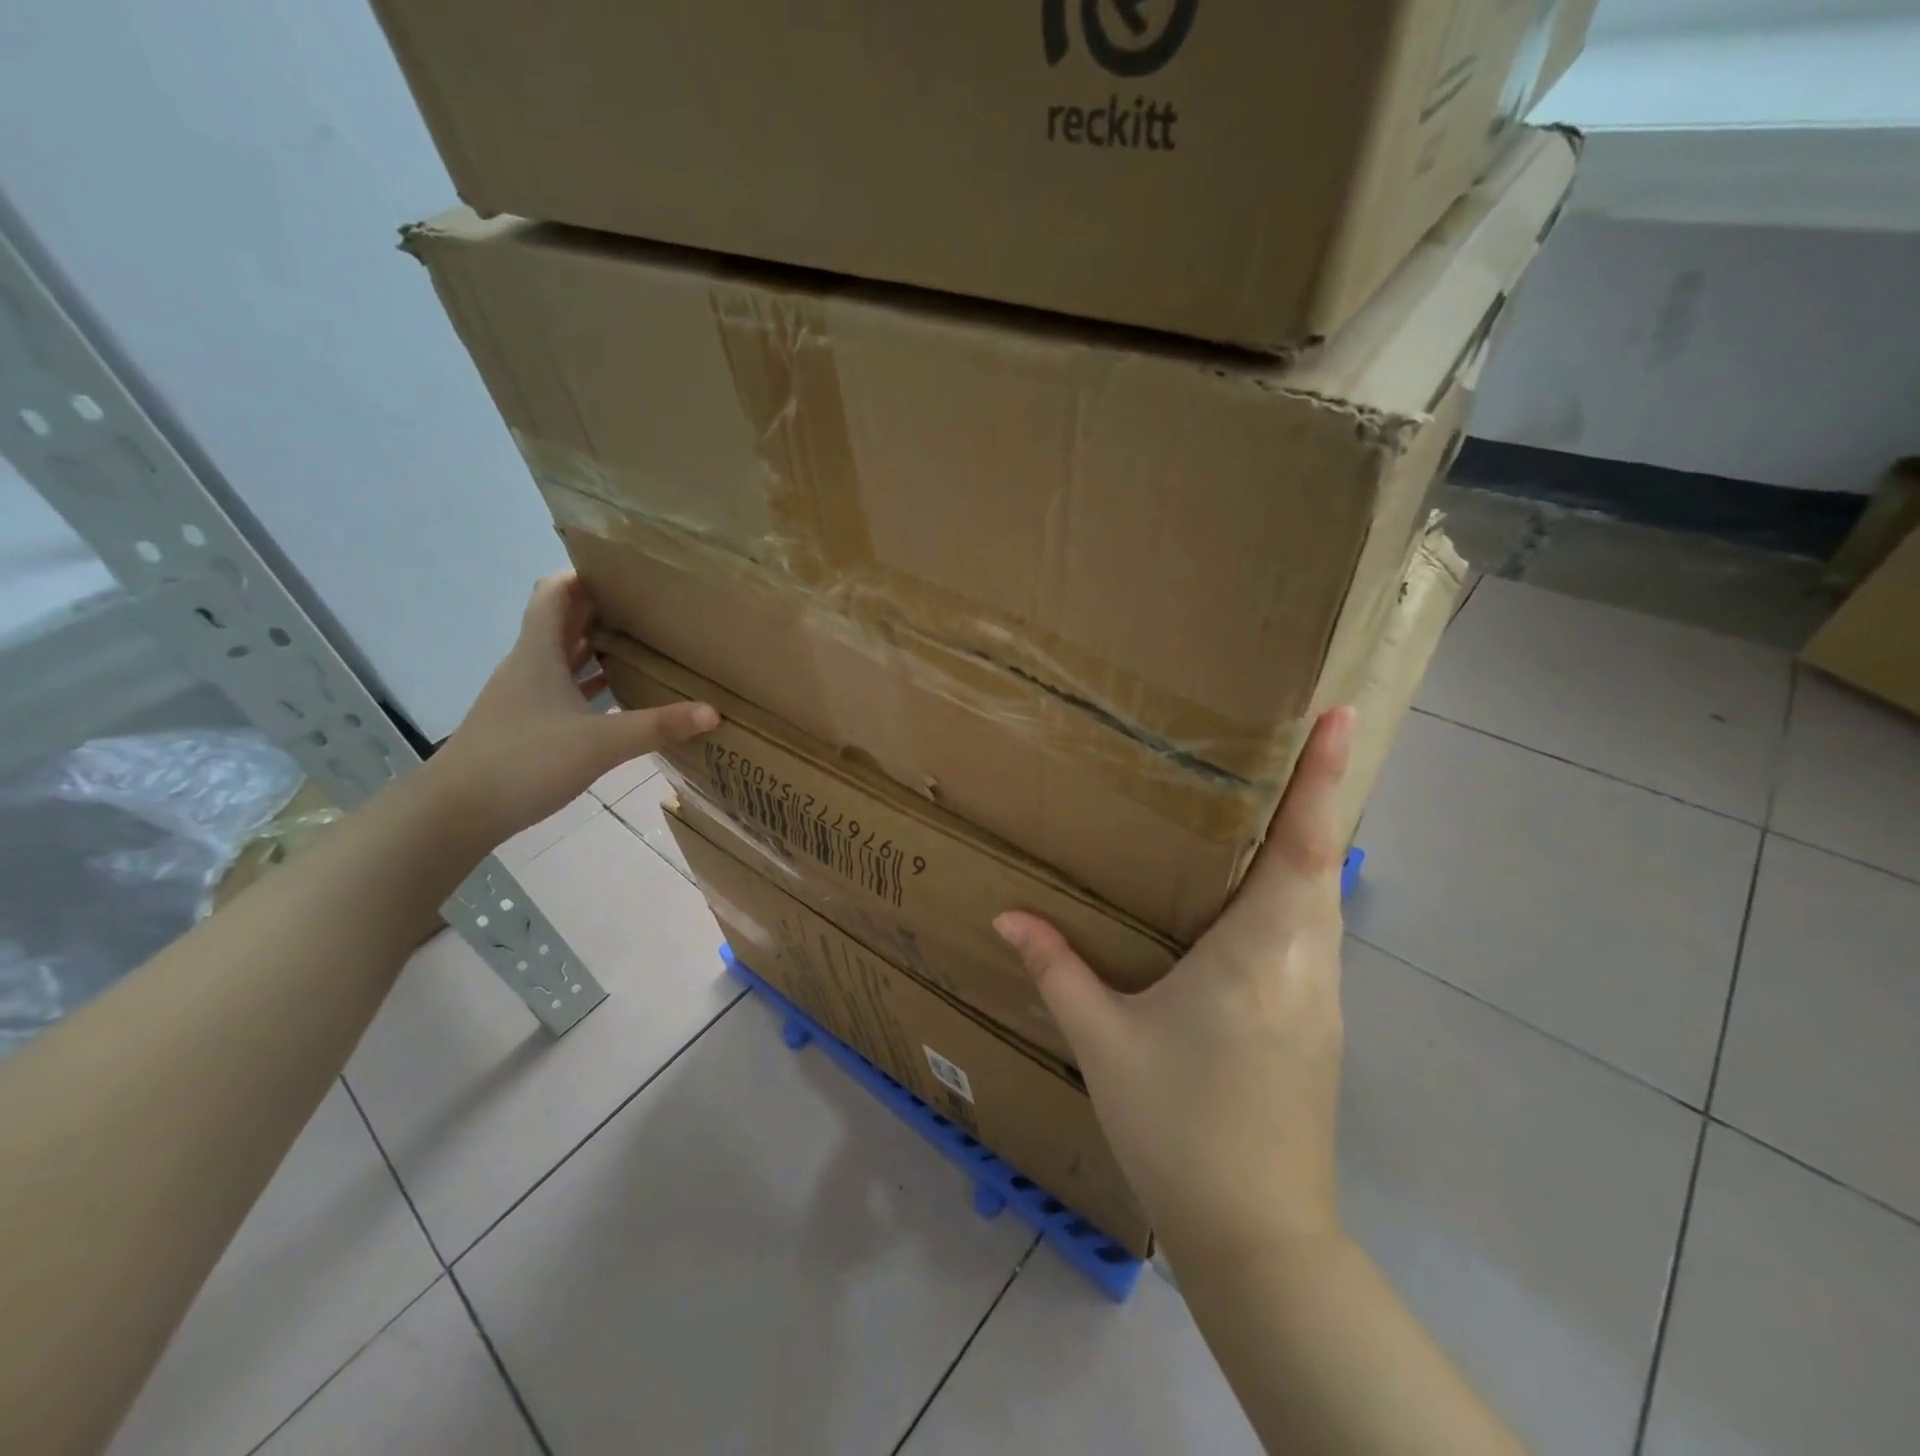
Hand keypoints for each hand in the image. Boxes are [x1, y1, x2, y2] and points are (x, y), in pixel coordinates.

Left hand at [428, 573, 719, 845]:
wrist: (456, 812)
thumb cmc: (525, 762)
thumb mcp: (600, 744)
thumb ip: (657, 725)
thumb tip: (712, 712)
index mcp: (538, 653)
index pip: (555, 592)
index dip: (585, 574)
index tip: (626, 571)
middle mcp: (528, 665)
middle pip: (561, 620)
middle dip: (601, 608)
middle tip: (650, 606)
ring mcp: (524, 695)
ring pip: (562, 655)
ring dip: (596, 645)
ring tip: (643, 643)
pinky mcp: (525, 723)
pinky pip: (562, 688)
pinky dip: (589, 683)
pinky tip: (618, 695)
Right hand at [994, 707, 1355, 1261]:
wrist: (1257, 1237)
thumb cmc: (1179, 1128)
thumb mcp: (1104, 1042)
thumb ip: (1057, 968)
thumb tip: (1007, 915)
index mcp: (1260, 954)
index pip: (1302, 848)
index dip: (1323, 779)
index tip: (1341, 716)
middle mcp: (1307, 963)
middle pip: (1323, 860)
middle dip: (1318, 794)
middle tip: (1300, 737)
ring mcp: (1323, 996)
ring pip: (1324, 897)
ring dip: (1310, 842)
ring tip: (1278, 798)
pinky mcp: (1321, 1023)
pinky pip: (1315, 932)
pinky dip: (1299, 889)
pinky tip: (1260, 893)